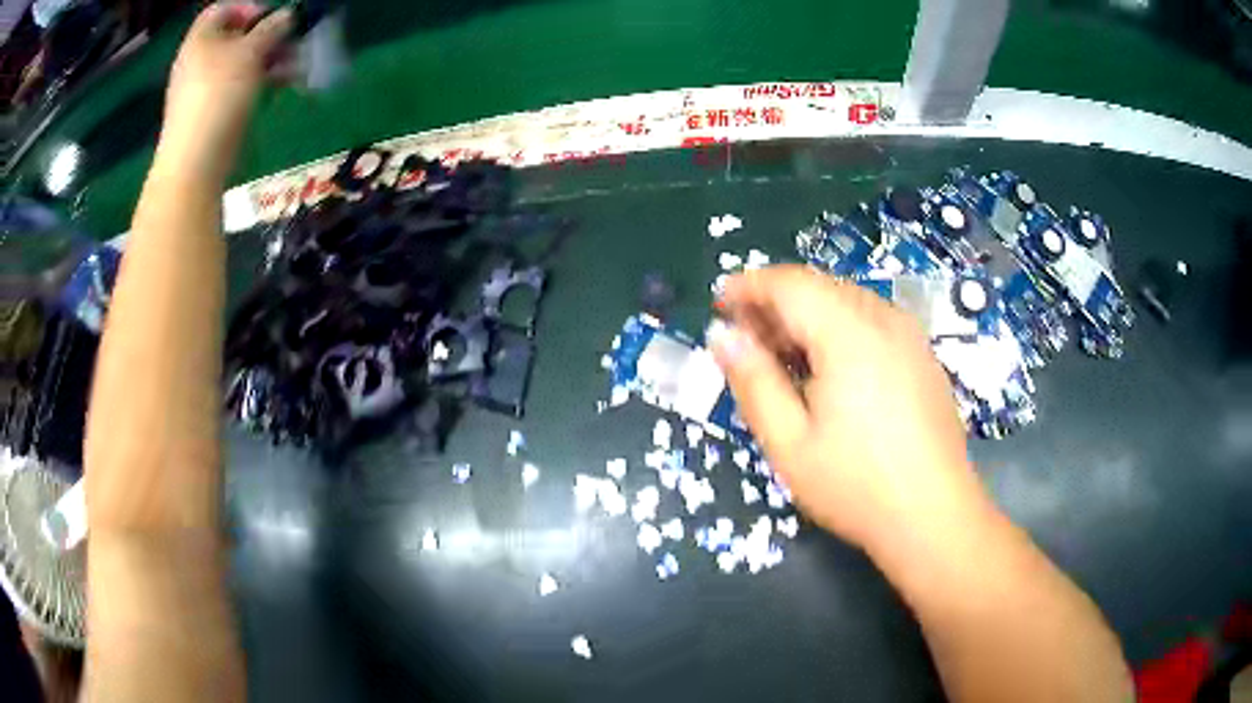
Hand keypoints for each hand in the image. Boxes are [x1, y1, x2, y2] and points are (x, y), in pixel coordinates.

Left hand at [159, 3, 292, 181]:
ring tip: (297, 67)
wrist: (194, 164)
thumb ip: (273, 27)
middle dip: (269, 35)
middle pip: (237, 36)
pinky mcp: (212, 113)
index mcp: (201, 39)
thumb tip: (289, 15)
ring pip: (242, 62)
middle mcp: (199, 60)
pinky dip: (261, 81)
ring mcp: (203, 89)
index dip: (251, 7)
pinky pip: (239, 86)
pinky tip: (283, 85)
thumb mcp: (251, 51)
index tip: (275, 17)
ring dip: (271, 59)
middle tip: (294, 42)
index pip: (224, 8)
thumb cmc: (218, 97)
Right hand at [710, 265, 985, 550]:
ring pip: (847, 302)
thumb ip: (753, 381)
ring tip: (783, 359)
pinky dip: (838, 331)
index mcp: (849, 334)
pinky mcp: (923, 357)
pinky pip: (872, 323)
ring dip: (807, 317)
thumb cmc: (857, 485)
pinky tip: (829, 373)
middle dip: (776, 303)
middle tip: (746, 341)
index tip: (720, 304)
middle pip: (820, 287)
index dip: (749, 285)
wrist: (935, 516)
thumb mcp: (789, 443)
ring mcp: (910, 336)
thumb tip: (723, 336)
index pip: (790, 283)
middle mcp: (884, 320)